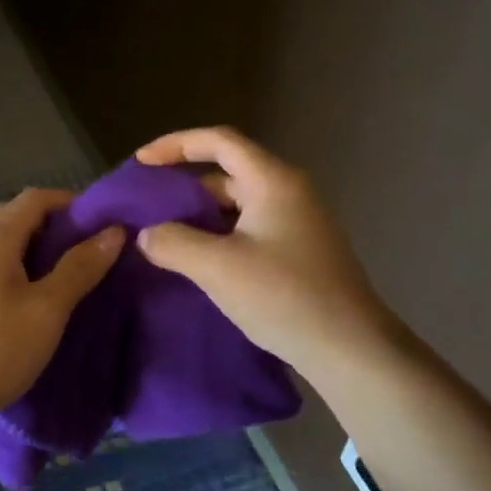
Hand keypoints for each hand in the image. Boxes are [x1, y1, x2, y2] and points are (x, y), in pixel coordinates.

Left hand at [0, 188, 124, 417]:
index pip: (34, 199)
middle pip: (17, 216)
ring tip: (73, 272)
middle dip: (56, 224)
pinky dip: (24, 269)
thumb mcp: (48, 307)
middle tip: (90, 248)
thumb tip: (113, 232)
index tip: (104, 223)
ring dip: (40, 249)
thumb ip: (80, 267)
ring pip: (7, 244)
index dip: (71, 203)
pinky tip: (42, 297)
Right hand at [133, 126, 395, 377]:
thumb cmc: (284, 297)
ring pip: (235, 207)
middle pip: (226, 174)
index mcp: (272, 181)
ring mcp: (296, 224)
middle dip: (182, 188)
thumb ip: (173, 243)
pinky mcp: (297, 253)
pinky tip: (195, 263)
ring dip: (198, 218)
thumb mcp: (218, 268)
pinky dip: (217, 238)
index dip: (175, 145)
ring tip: (160, 238)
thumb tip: (145, 235)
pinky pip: (247, 232)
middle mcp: (287, 192)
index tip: (140, 164)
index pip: (219, 141)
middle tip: (144, 209)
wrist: (350, 349)